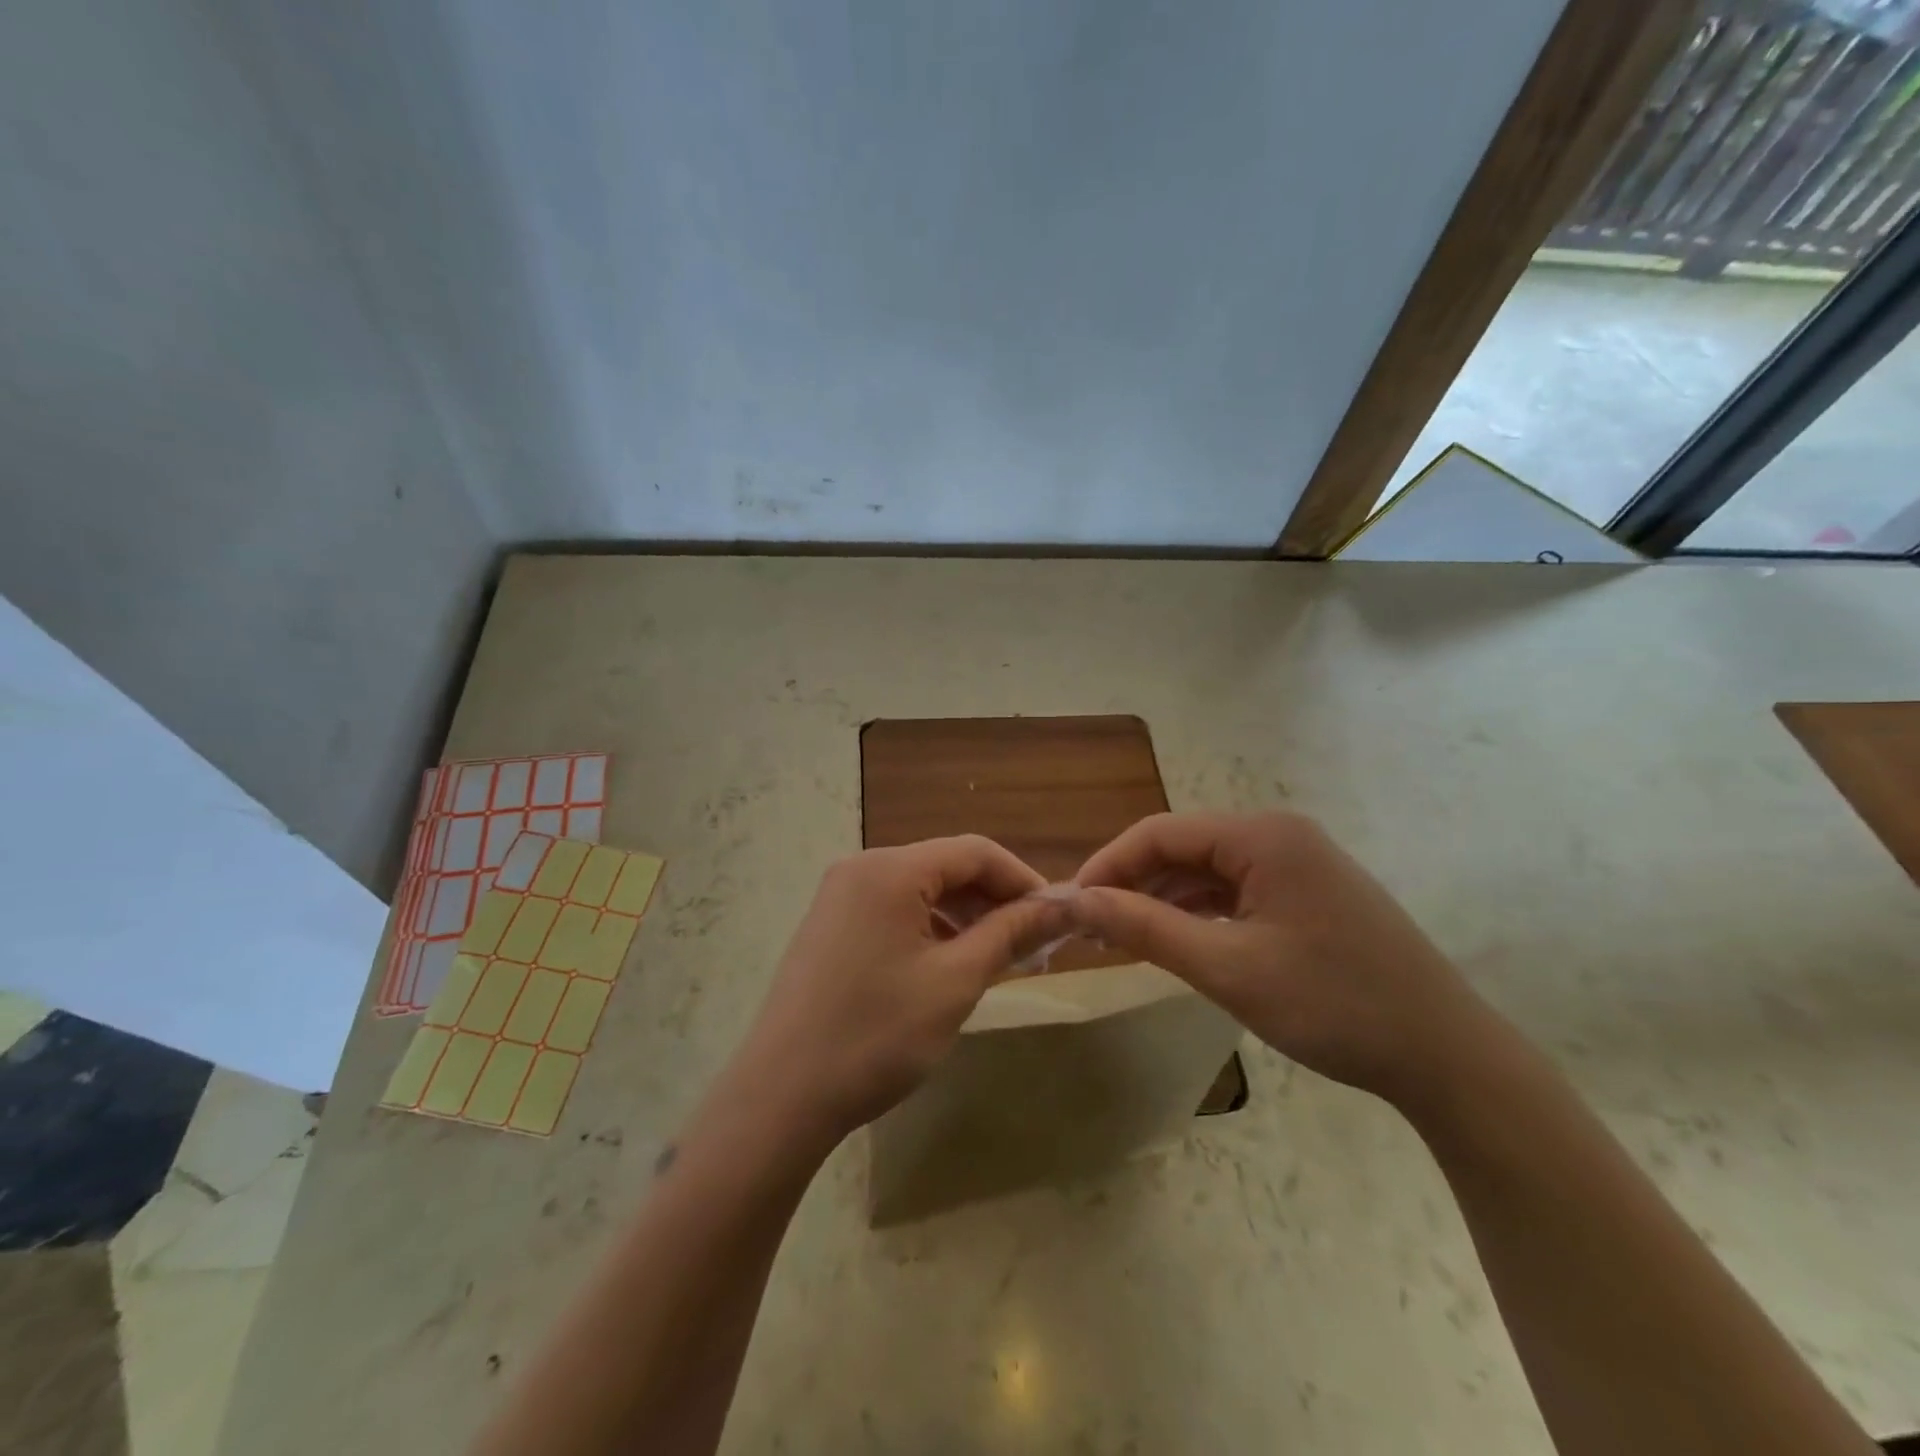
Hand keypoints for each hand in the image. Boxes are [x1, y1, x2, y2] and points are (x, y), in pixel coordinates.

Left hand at [739, 837, 1069, 1140]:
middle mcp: (861, 868)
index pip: (974, 851)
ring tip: (1000, 958)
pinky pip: (894, 910)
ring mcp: (840, 896)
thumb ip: (1009, 934)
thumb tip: (1059, 906)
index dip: (1021, 879)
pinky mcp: (830, 926)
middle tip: (1034, 945)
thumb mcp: (955, 982)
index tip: (1056, 917)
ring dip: (965, 916)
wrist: (781, 1097)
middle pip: (946, 866)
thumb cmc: (876, 1035)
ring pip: (921, 890)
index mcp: (890, 869)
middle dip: (994, 900)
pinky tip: (951, 964)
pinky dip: (931, 929)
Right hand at [1067, 812, 1497, 1108]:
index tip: (1070, 905)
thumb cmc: (1333, 1005)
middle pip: (1183, 847)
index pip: (1160, 833)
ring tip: (1123, 938)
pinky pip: (1236, 890)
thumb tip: (1078, 901)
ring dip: (1164, 899)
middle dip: (1134, 884)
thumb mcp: (1227, 968)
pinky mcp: (1309, 893)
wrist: (1447, 1056)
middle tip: (1092, 928)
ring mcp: (1298, 863)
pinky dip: (1199, 912)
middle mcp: (1278, 834)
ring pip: (1208, 870)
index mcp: (1262, 835)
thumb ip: (1146, 928)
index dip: (1108, 865)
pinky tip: (1175, 939)